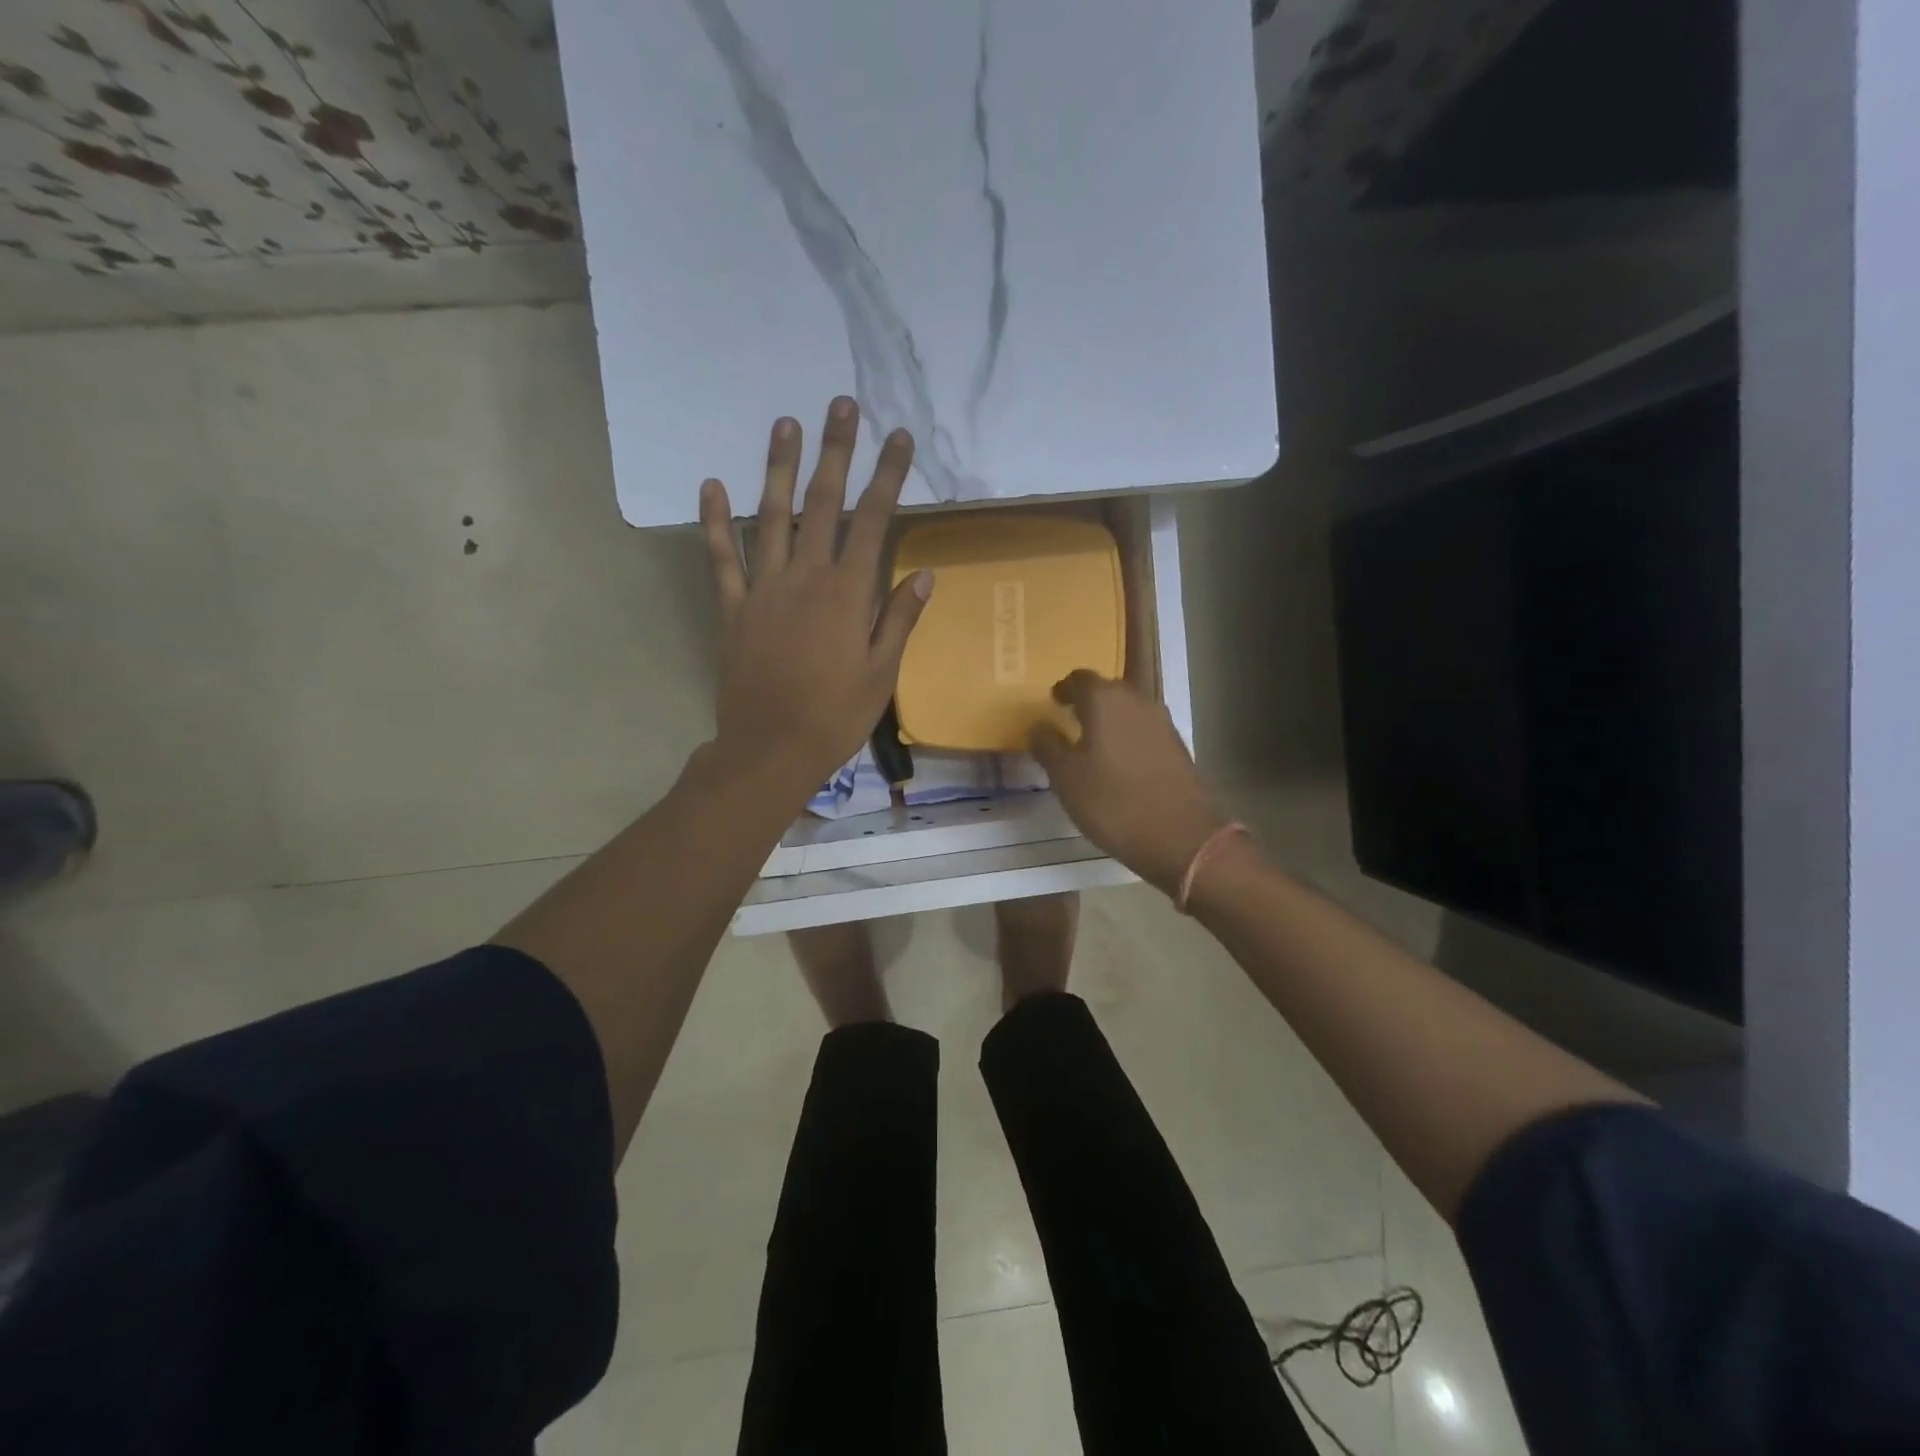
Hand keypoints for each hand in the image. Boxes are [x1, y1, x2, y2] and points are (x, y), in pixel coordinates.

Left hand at [700, 397, 932, 800]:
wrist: (770, 749)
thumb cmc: (836, 716)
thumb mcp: (882, 673)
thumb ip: (899, 619)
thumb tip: (924, 573)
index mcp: (847, 593)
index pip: (873, 520)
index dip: (888, 476)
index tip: (899, 437)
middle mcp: (805, 578)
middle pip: (823, 504)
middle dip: (835, 451)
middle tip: (841, 405)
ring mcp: (764, 589)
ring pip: (771, 517)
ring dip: (779, 468)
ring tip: (785, 423)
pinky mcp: (733, 608)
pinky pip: (722, 558)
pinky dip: (716, 522)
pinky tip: (712, 485)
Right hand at [1030, 672, 1230, 896]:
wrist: (1181, 836)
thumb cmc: (1113, 802)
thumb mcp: (1066, 778)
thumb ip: (1048, 746)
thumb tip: (1038, 727)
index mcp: (1105, 700)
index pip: (1079, 678)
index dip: (1064, 689)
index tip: (1053, 702)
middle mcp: (1137, 701)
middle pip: (1107, 690)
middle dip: (1088, 702)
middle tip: (1070, 721)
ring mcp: (1162, 723)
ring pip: (1128, 711)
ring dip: (1110, 721)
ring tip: (1092, 745)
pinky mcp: (1178, 747)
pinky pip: (1144, 731)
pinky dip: (1128, 738)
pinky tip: (1119, 764)